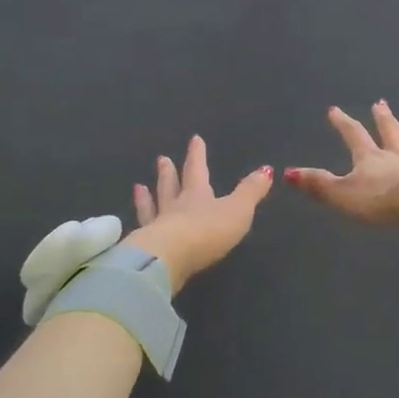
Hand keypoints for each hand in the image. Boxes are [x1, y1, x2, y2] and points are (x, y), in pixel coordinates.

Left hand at [126, 136, 272, 293]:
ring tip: (139, 187)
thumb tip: (266, 170)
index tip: (194, 139)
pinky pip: (142, 231)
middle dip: (169, 173)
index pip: (197, 170)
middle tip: (162, 159)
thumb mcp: (238, 210)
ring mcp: (157, 227)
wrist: (169, 259)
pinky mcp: (146, 249)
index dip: (197, 155)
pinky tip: (133, 226)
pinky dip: (139, 224)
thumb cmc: (207, 231)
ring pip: (153, 207)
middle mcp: (174, 207)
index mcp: (197, 196)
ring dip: (147, 197)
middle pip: (171, 186)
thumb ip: (250, 191)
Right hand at [284, 102, 398, 225]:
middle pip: (387, 131)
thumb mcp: (342, 194)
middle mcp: (394, 156)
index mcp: (369, 158)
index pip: (353, 135)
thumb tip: (287, 172)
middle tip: (380, 103)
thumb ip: (318, 184)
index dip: (343, 122)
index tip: (334, 109)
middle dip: (381, 118)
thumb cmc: (380, 199)